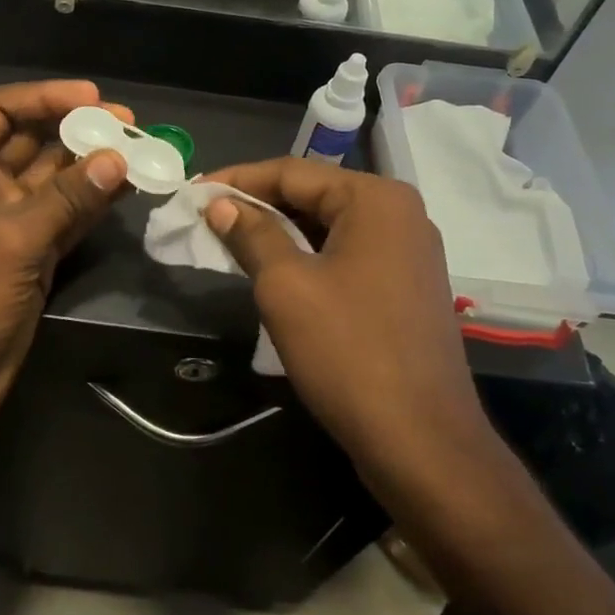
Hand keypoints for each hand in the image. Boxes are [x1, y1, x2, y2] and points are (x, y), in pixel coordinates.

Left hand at [0, 81, 131, 440]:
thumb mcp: (13, 241)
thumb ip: (67, 198)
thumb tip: (118, 159)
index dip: (44, 97)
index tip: (93, 97)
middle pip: (32, 139)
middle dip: (77, 128)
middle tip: (129, 124)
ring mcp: (9, 218)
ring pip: (55, 177)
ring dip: (92, 163)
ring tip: (139, 149)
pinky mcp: (32, 248)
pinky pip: (67, 212)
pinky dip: (95, 199)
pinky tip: (129, 185)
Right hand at [200, 158, 501, 491]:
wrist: (421, 442)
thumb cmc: (348, 352)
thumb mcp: (286, 286)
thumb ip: (251, 234)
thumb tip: (220, 204)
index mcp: (376, 199)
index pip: (293, 172)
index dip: (237, 179)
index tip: (193, 192)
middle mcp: (400, 214)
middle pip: (314, 195)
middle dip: (258, 205)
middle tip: (207, 218)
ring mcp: (409, 252)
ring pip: (329, 226)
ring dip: (280, 232)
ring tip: (230, 242)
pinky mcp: (407, 287)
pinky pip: (347, 254)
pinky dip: (308, 256)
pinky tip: (275, 271)